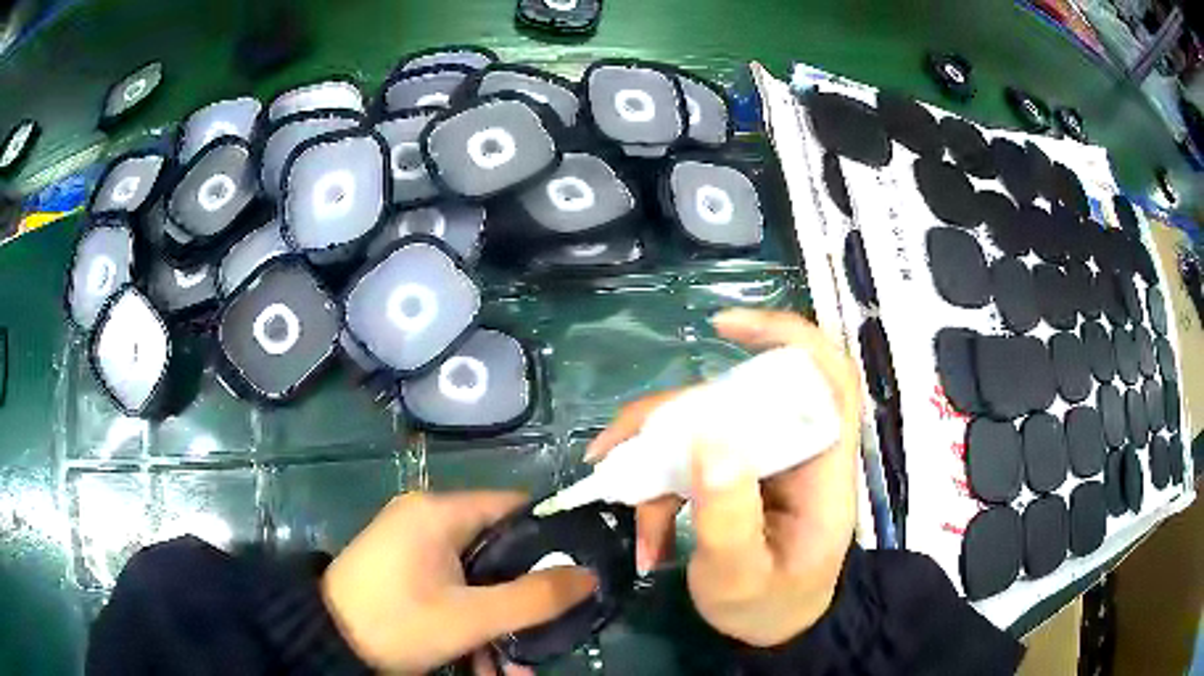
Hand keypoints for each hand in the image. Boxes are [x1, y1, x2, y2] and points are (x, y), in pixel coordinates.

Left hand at [322, 491, 597, 674]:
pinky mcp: (404, 571)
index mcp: (439, 512)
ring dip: (497, 623)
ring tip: (510, 669)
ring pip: (476, 579)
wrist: (325, 642)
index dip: (551, 536)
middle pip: (497, 551)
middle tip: (544, 635)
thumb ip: (534, 598)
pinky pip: (452, 590)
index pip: (513, 506)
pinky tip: (479, 664)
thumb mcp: (470, 617)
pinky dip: (470, 623)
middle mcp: (426, 520)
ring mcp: (412, 547)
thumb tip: (589, 575)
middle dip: (522, 599)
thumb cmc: (397, 621)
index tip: (578, 572)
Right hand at [586, 308, 861, 646]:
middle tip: (618, 454)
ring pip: (702, 425)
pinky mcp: (737, 472)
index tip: (722, 327)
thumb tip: (706, 438)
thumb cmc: (772, 605)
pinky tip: (643, 529)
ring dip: (652, 460)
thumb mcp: (743, 576)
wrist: (776, 626)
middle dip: (672, 418)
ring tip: (621, 504)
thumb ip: (728, 517)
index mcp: (823, 464)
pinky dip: (657, 485)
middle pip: (738, 395)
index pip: (826, 374)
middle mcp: (796, 447)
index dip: (783, 334)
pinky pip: (690, 456)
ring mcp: (763, 458)